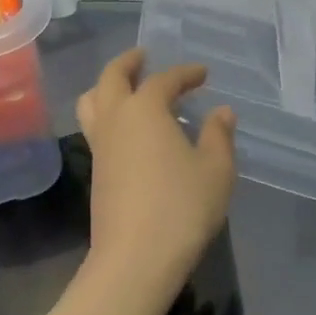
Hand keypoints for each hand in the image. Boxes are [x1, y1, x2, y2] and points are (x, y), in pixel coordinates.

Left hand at [77, 50, 237, 294]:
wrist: (134, 257)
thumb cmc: (181, 207)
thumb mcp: (215, 171)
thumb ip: (218, 136)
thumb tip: (222, 112)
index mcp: (144, 108)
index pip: (164, 80)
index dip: (184, 73)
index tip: (202, 74)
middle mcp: (115, 117)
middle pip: (112, 76)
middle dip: (129, 62)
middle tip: (144, 57)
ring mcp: (99, 144)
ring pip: (93, 100)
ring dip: (107, 85)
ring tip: (126, 87)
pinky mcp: (94, 169)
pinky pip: (95, 126)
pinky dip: (107, 113)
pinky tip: (127, 129)